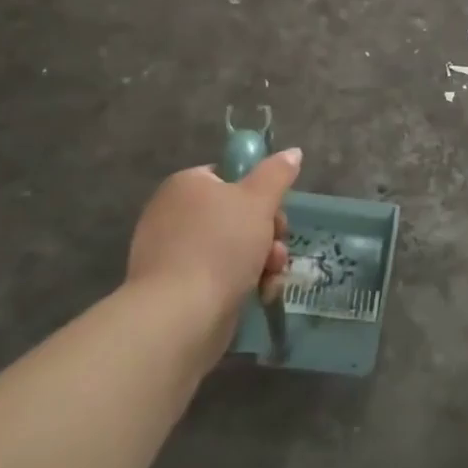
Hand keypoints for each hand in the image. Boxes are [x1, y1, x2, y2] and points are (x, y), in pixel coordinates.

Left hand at [126, 151, 299, 316]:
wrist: (181, 315)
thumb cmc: (221, 245)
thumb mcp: (258, 200)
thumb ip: (277, 173)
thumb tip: (292, 152)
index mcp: (187, 186)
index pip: (229, 177)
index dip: (259, 193)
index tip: (275, 211)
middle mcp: (174, 215)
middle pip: (238, 214)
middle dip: (268, 232)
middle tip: (276, 246)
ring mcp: (174, 254)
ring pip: (235, 247)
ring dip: (263, 259)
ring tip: (271, 275)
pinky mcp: (179, 288)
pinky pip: (220, 275)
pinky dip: (244, 282)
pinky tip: (261, 293)